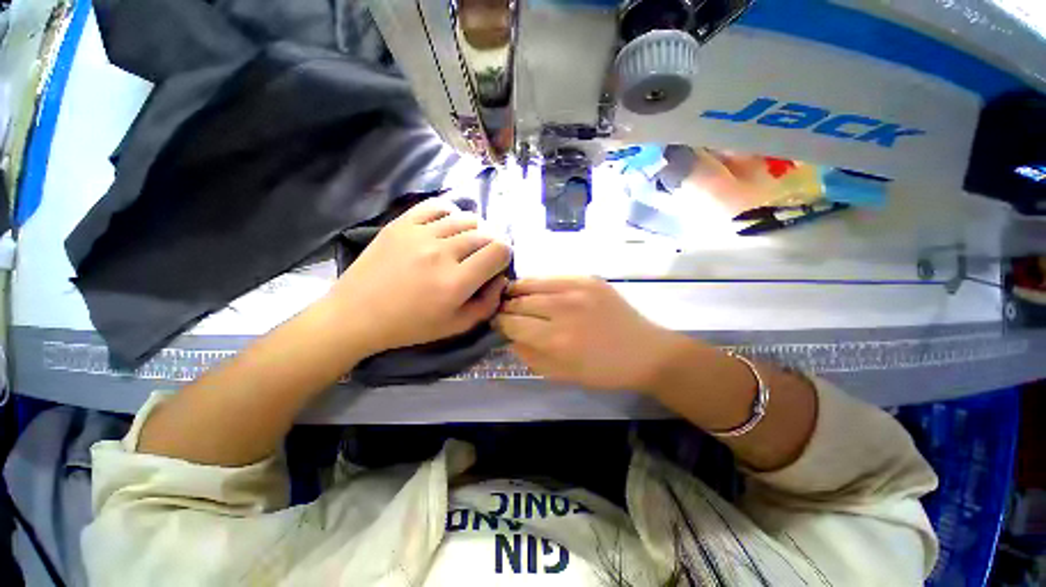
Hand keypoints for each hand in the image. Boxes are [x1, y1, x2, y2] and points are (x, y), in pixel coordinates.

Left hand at [326, 198, 511, 354]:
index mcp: (456, 282)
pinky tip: (447, 227)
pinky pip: (438, 206)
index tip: (496, 266)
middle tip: (481, 258)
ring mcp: (420, 233)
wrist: (356, 315)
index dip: (504, 256)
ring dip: (474, 230)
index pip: (499, 250)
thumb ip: (488, 304)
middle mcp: (442, 252)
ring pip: (466, 218)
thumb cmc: (410, 326)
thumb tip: (501, 278)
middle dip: (492, 245)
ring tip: (465, 243)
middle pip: (485, 233)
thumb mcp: (457, 326)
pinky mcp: (401, 223)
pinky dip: (451, 214)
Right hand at [495, 277, 685, 392]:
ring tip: (512, 296)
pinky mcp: (588, 278)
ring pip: (532, 283)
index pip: (513, 323)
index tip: (496, 323)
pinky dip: (538, 282)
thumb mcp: (561, 374)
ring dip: (518, 291)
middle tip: (502, 310)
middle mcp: (564, 309)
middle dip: (506, 307)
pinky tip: (535, 288)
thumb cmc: (602, 370)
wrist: (644, 351)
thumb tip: (508, 337)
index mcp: (557, 339)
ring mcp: (577, 289)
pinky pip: (552, 276)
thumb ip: (529, 356)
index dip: (500, 322)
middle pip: (520, 302)